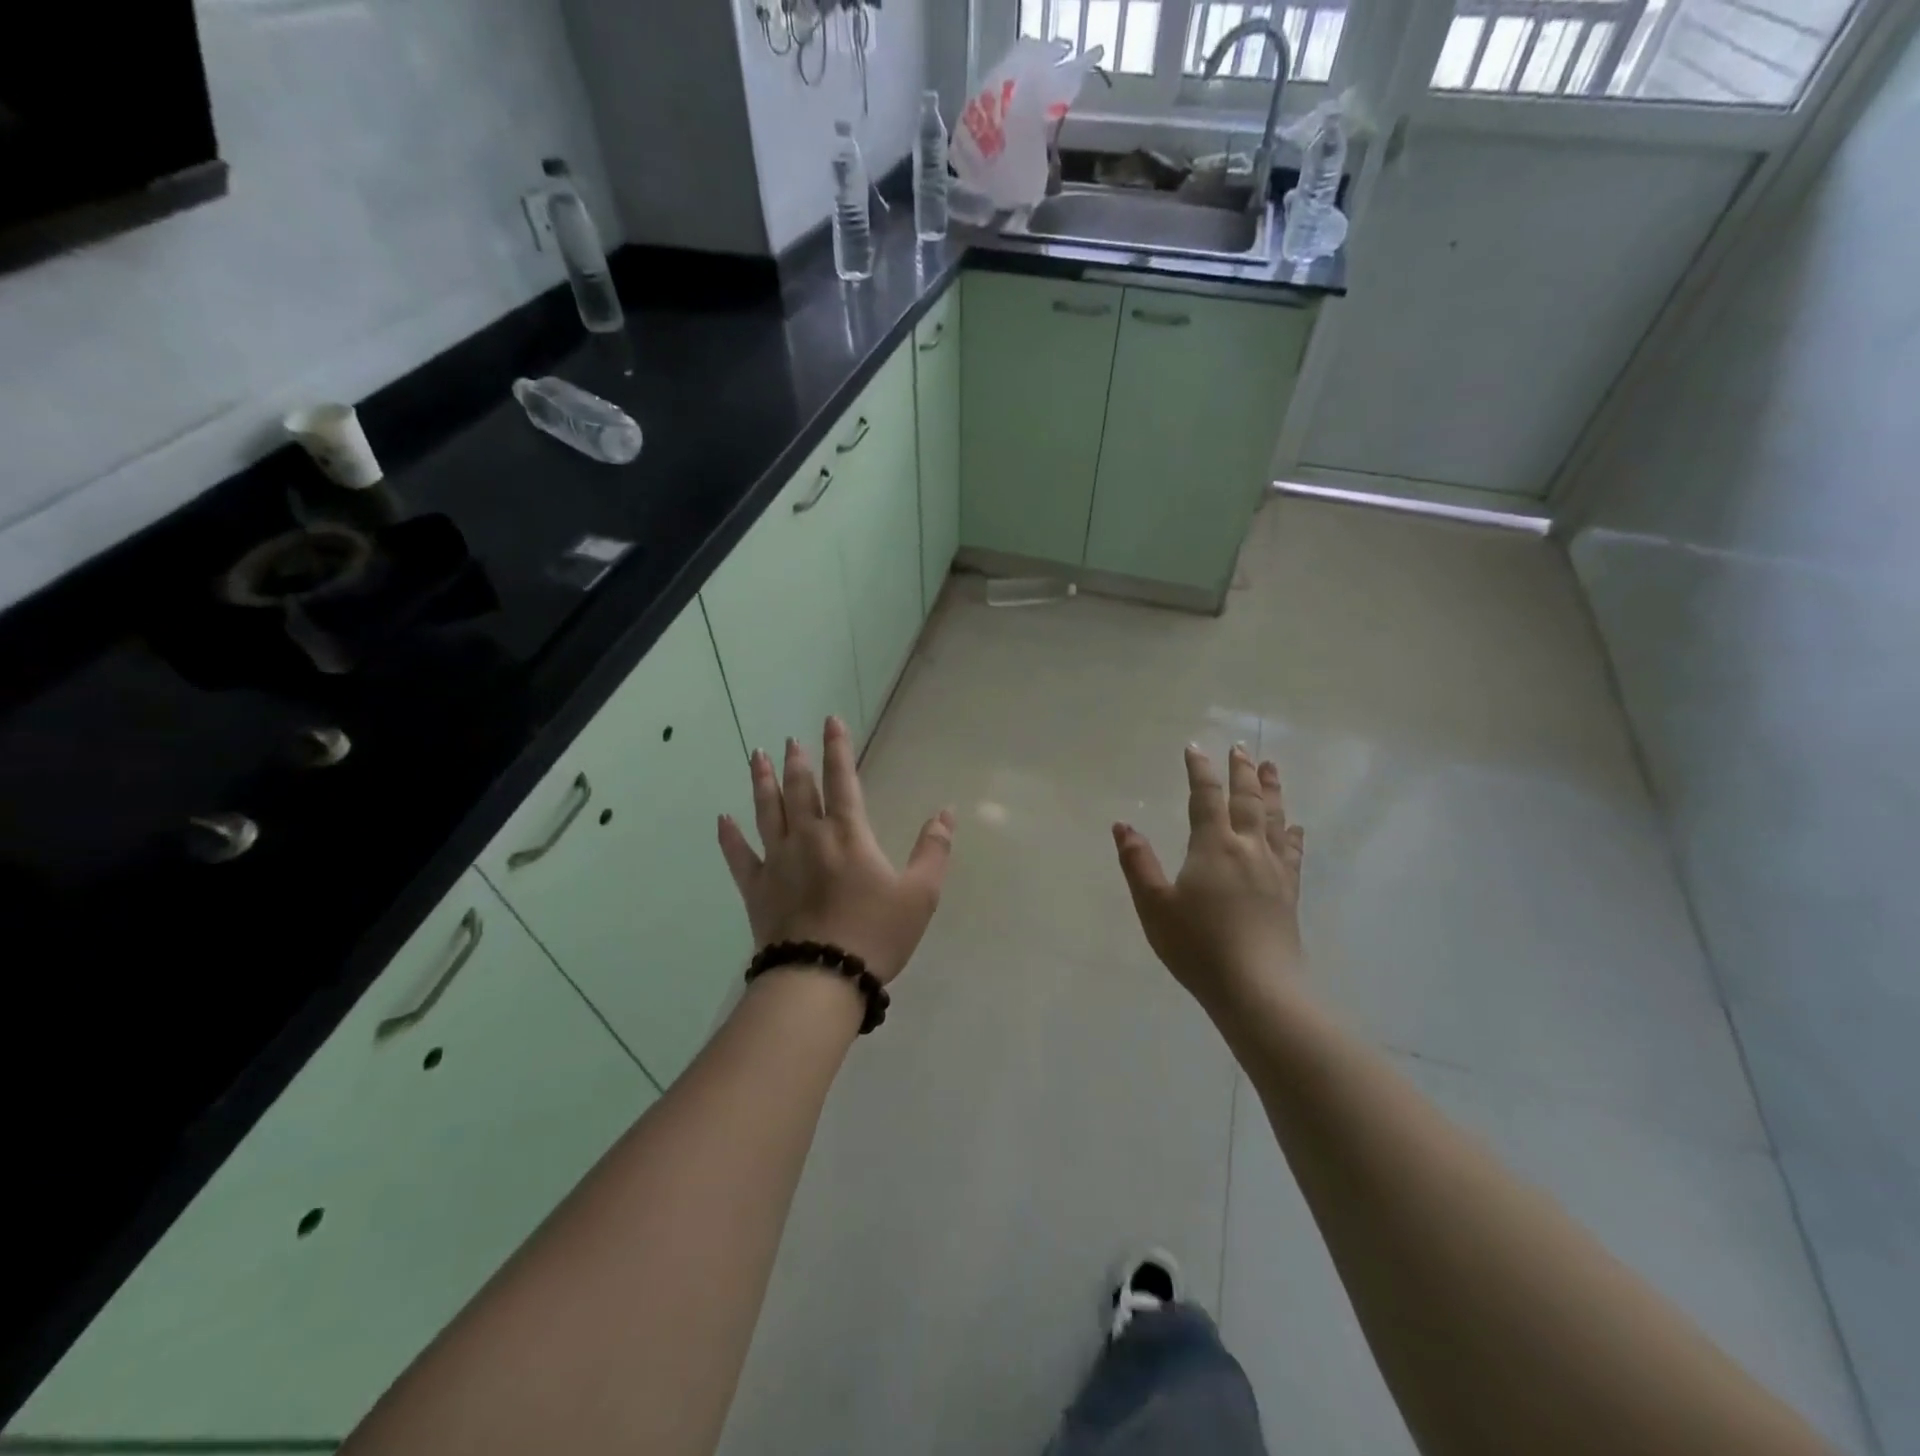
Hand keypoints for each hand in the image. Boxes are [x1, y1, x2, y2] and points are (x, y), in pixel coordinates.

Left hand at [717, 717, 954, 986]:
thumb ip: (933, 850)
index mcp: (848, 834)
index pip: (842, 779)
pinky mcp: (756, 889)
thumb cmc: (875, 934)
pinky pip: (738, 856)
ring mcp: (777, 861)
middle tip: (790, 740)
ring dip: (762, 782)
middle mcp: (808, 837)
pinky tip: (723, 820)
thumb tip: (946, 813)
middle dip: (797, 761)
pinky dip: (729, 837)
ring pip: (767, 811)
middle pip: (800, 789)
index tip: (831, 720)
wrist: (821, 978)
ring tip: (758, 758)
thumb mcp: (920, 894)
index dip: (837, 747)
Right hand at [1112, 744, 1305, 1007]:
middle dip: (1241, 771)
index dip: (1200, 770)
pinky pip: (1291, 852)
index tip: (1195, 747)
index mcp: (1213, 846)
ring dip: (1271, 790)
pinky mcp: (1288, 892)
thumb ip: (1138, 863)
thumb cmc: (1198, 946)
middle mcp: (1247, 848)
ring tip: (1271, 767)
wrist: (1257, 988)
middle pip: (1247, 799)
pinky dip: (1291, 833)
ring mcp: (1273, 870)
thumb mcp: (1154, 906)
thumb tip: (1122, 825)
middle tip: (1240, 747)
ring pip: (1274, 818)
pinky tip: (1294, 827)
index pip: (1206, 797)